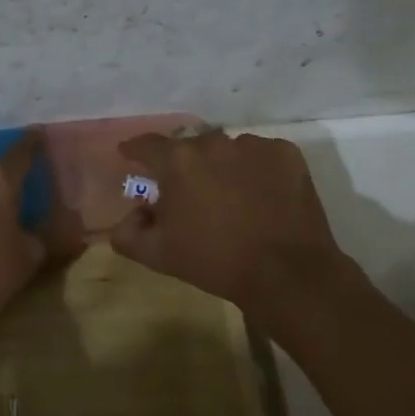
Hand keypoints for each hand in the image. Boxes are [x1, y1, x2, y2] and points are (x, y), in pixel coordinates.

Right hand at [108, 130, 347, 312]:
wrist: (286, 274)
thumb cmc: (214, 262)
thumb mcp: (157, 255)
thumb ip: (128, 233)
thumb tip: (131, 215)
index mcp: (178, 161)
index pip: (146, 145)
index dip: (135, 150)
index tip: (130, 155)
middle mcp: (213, 142)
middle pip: (190, 148)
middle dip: (184, 166)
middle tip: (189, 192)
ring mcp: (253, 145)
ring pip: (227, 151)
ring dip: (222, 167)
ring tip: (231, 197)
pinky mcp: (286, 154)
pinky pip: (262, 156)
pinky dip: (256, 170)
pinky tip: (261, 197)